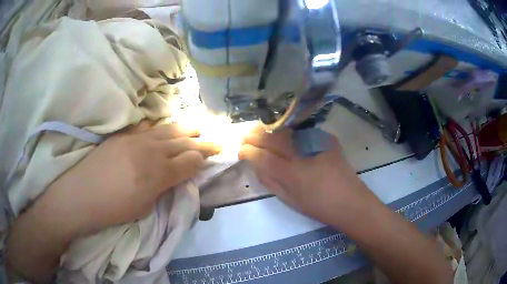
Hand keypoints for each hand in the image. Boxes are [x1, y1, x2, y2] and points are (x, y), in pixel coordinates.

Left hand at [37, 122, 220, 237]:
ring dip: (186, 128)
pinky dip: (159, 126)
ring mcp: (135, 139)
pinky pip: (146, 126)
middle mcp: (150, 151)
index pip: (190, 161)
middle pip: (183, 142)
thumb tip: (175, 177)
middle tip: (216, 138)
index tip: (214, 157)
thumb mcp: (144, 208)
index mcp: (158, 174)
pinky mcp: (122, 135)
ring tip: (198, 126)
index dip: (203, 159)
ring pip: (168, 129)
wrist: (80, 196)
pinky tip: (162, 127)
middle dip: (202, 141)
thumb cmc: (113, 209)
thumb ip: (163, 188)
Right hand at [239, 127, 373, 225]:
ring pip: (285, 129)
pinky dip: (287, 131)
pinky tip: (281, 134)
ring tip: (258, 132)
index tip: (240, 151)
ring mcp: (316, 142)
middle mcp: (302, 153)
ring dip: (268, 130)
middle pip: (272, 137)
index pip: (262, 156)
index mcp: (292, 174)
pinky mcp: (326, 138)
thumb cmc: (319, 207)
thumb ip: (270, 182)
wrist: (351, 201)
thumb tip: (256, 166)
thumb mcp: (290, 200)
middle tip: (244, 137)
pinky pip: (301, 131)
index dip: (248, 152)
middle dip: (254, 136)